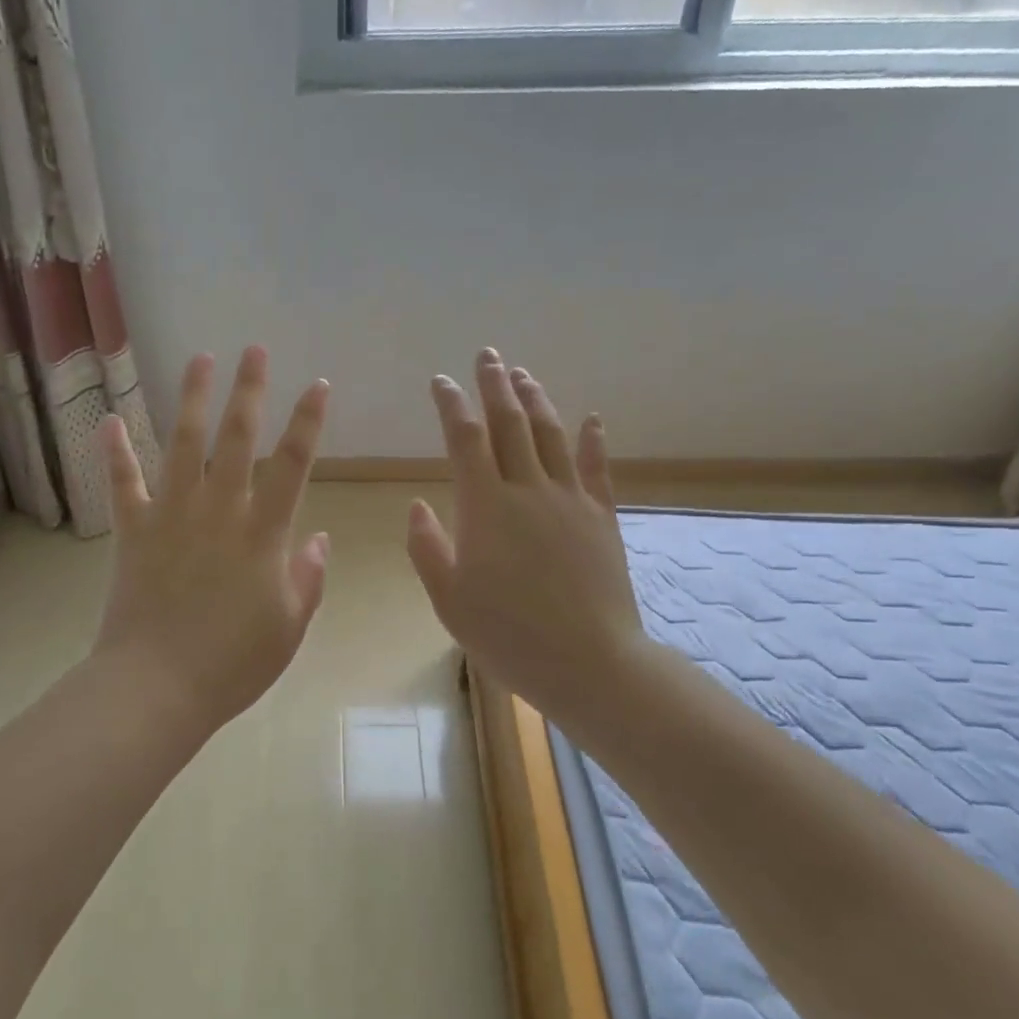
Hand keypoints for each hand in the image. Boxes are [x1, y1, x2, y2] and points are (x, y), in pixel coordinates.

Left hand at [94, 347, 331, 730]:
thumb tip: (319, 538)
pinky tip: (111, 419)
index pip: (293, 464)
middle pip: (237, 438)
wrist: (157, 687)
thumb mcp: (290, 627)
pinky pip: (124, 483)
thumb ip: (309, 578)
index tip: (318, 385)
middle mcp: (219, 510)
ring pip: (184, 444)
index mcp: (263, 533)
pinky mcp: (134, 530)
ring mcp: (172, 515)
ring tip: (201, 359)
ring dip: (194, 399)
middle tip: (254, 350)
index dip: (308, 421)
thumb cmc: (232, 663)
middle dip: (249, 390)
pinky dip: (116, 451)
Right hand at [406, 349, 644, 715]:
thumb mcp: (449, 599)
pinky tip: (592, 419)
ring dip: (536, 400)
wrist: (589, 663)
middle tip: (487, 355)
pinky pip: (596, 469)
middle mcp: (528, 489)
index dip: (451, 405)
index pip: (464, 439)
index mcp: (485, 506)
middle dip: (495, 385)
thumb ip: (428, 548)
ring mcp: (570, 500)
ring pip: (551, 436)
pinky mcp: (601, 518)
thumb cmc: (507, 635)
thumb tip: (417, 505)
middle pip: (510, 424)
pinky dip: (592, 441)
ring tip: (523, 375)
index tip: (440, 381)